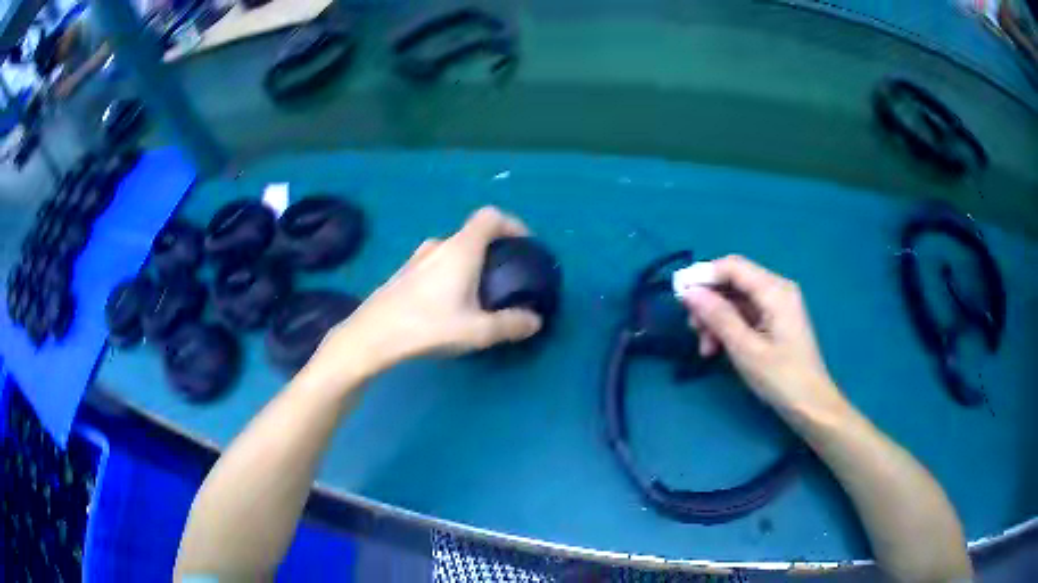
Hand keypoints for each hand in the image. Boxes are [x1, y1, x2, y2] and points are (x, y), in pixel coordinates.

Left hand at [317, 207, 542, 372]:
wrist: (373, 335)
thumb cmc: (428, 326)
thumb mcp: (476, 331)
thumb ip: (510, 324)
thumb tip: (535, 321)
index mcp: (461, 249)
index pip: (490, 217)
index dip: (512, 224)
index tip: (525, 245)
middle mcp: (439, 246)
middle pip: (472, 234)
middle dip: (493, 249)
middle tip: (504, 276)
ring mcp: (416, 258)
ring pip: (452, 250)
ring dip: (469, 262)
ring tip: (477, 292)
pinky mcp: (402, 274)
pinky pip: (435, 263)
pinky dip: (450, 272)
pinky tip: (447, 303)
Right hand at [683, 255, 842, 413]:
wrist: (810, 405)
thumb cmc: (781, 378)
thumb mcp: (745, 349)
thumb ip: (718, 316)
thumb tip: (689, 292)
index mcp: (775, 290)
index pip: (733, 267)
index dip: (703, 275)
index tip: (679, 295)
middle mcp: (777, 289)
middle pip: (733, 282)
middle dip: (709, 302)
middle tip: (692, 329)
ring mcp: (777, 305)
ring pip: (736, 300)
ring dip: (716, 319)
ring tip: (705, 348)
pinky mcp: (775, 321)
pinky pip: (744, 314)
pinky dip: (728, 327)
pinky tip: (717, 349)